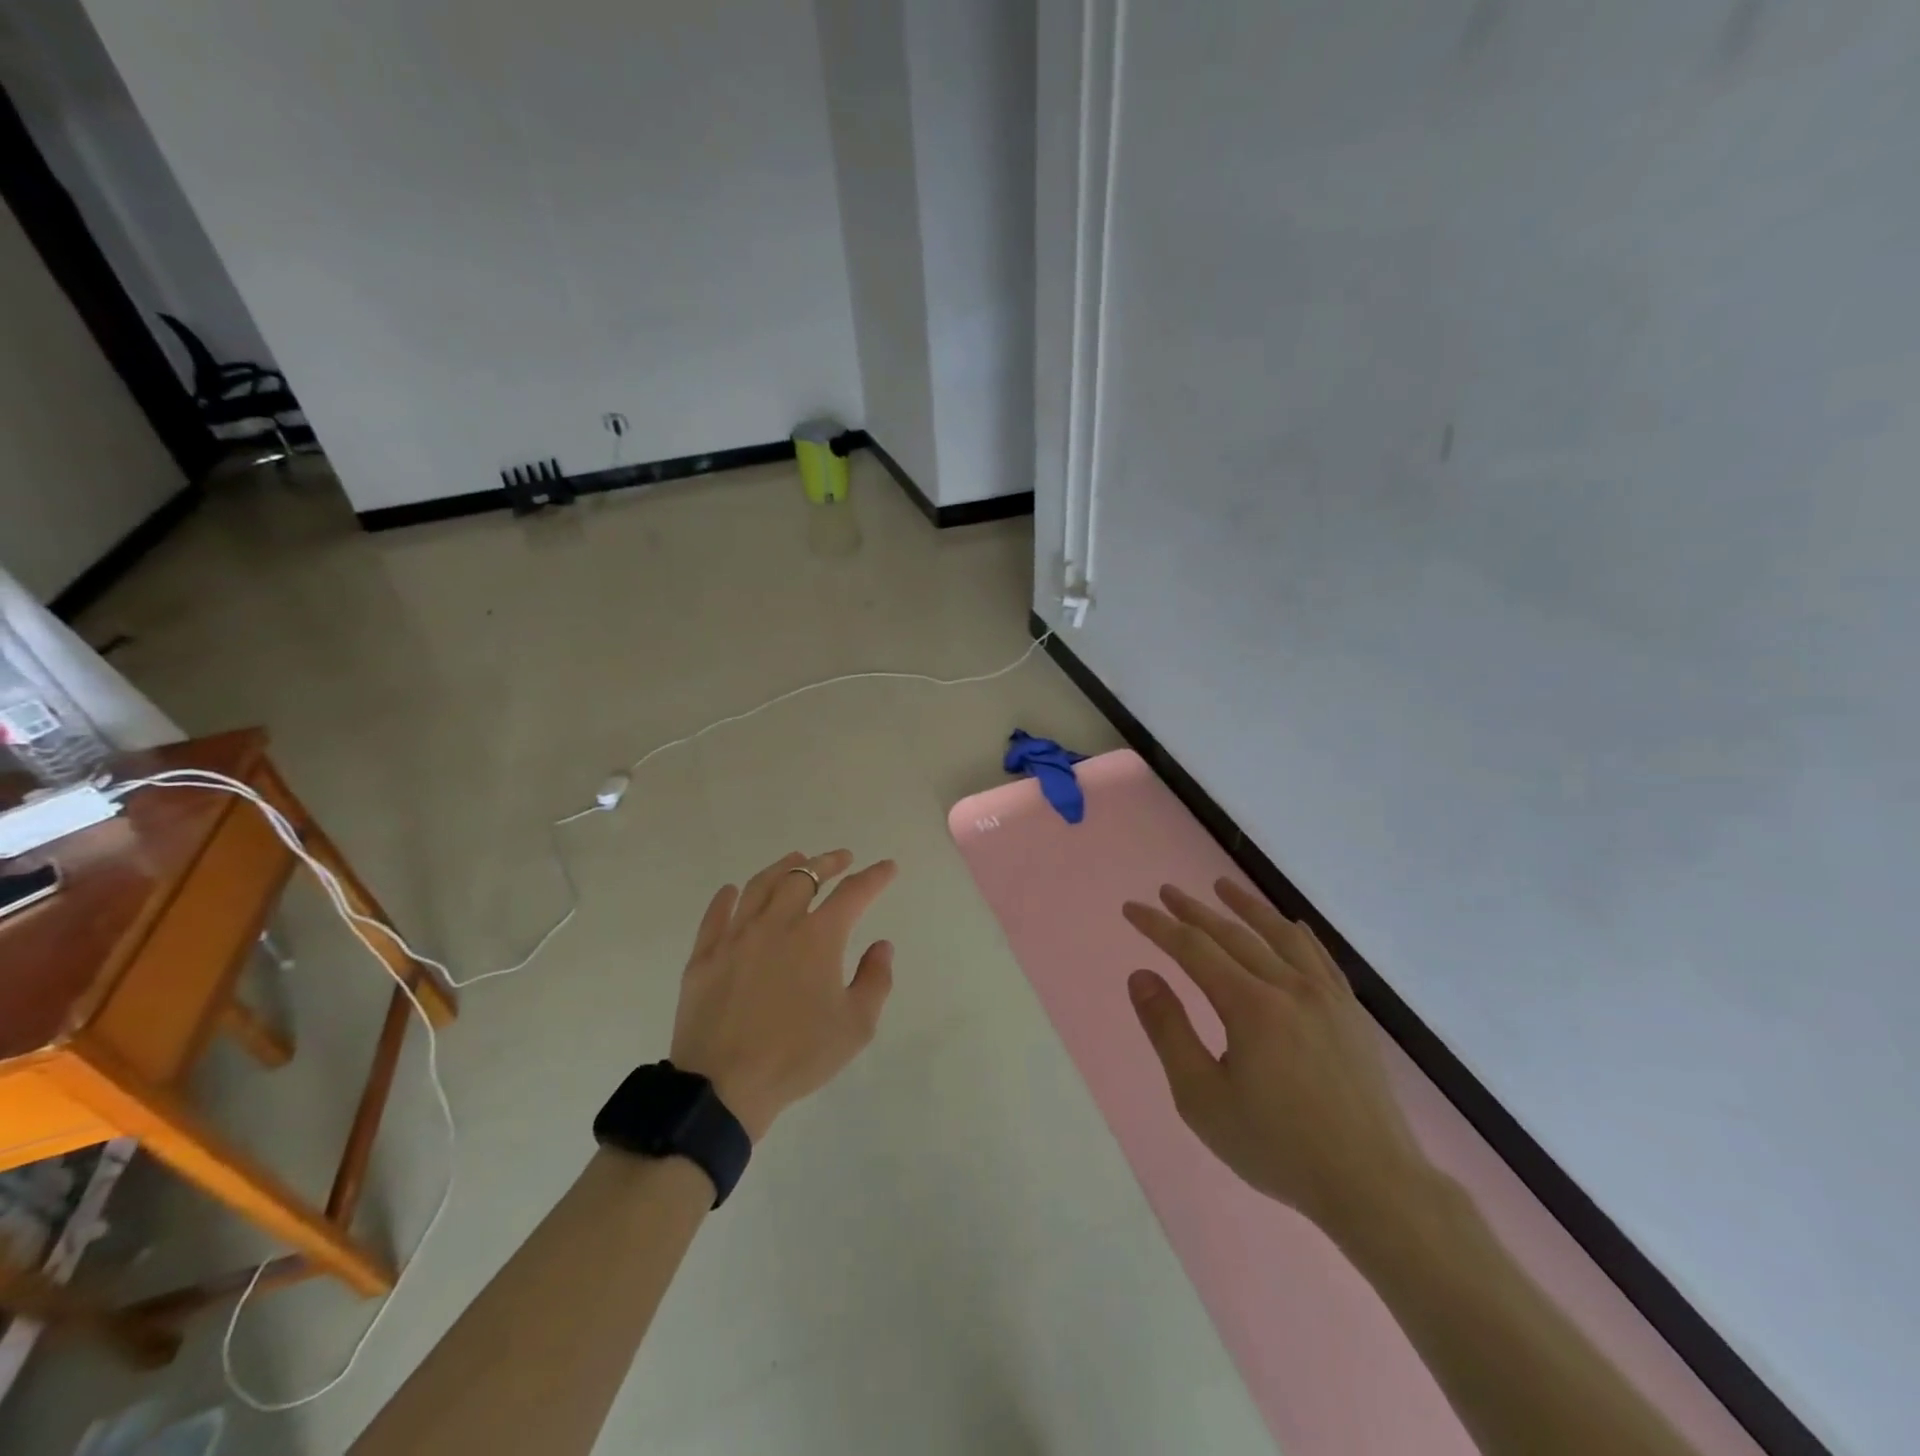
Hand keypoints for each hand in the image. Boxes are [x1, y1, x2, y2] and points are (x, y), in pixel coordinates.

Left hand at [670, 851, 897, 1141]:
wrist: (723, 1086)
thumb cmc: (797, 1056)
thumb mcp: (856, 1026)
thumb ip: (875, 980)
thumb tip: (881, 946)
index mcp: (818, 937)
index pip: (853, 894)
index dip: (874, 877)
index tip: (887, 867)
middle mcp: (777, 924)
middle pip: (804, 877)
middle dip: (828, 862)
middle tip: (842, 859)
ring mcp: (736, 936)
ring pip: (760, 886)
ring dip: (783, 868)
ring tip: (796, 861)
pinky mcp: (704, 955)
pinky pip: (716, 915)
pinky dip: (727, 897)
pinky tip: (732, 891)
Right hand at [1123, 881, 1430, 1236]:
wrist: (1373, 1186)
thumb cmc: (1277, 1146)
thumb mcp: (1202, 1098)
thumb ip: (1168, 1031)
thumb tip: (1141, 976)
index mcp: (1249, 1005)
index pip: (1193, 948)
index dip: (1158, 925)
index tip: (1131, 908)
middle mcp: (1288, 987)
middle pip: (1233, 934)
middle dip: (1193, 911)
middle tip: (1166, 891)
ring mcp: (1326, 997)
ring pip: (1279, 935)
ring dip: (1246, 906)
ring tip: (1221, 886)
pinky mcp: (1351, 1014)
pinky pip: (1321, 957)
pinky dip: (1298, 934)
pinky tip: (1291, 924)